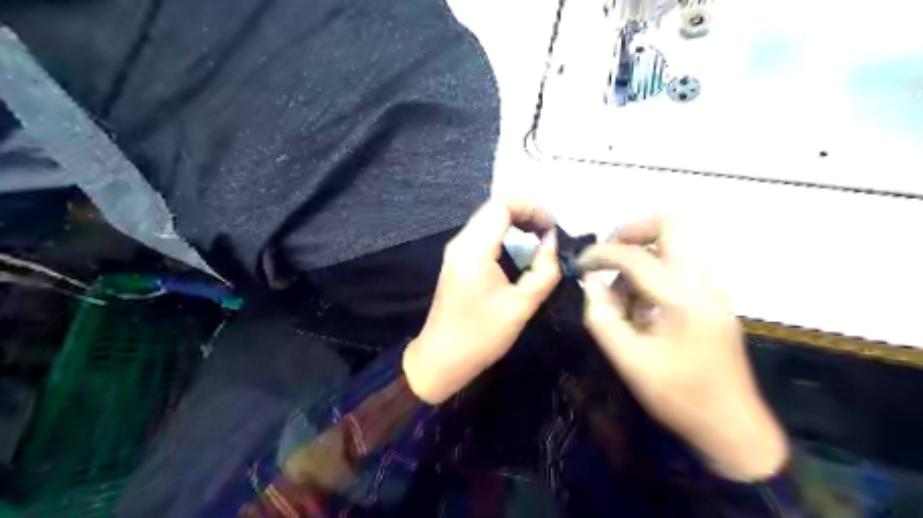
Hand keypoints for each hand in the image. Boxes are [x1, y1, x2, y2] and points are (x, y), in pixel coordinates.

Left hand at [404, 198, 561, 404]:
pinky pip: (482, 232)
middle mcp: (461, 242)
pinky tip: (519, 247)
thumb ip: (543, 271)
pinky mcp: (456, 259)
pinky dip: (504, 230)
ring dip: (515, 220)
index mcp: (474, 251)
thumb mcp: (522, 307)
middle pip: (494, 206)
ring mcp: (455, 250)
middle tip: (549, 231)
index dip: (532, 208)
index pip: (502, 205)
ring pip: (487, 217)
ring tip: (539, 236)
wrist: (441, 358)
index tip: (552, 228)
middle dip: (526, 211)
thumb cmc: (482, 336)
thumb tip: (551, 243)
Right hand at [575, 215, 783, 480]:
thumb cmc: (679, 396)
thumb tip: (591, 284)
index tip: (581, 265)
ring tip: (623, 288)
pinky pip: (682, 264)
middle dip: (632, 231)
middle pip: (672, 224)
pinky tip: (642, 303)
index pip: (635, 256)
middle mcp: (703, 283)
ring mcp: (713, 289)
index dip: (600, 254)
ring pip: (679, 242)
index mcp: (683, 298)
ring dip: (644, 251)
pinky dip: (656, 269)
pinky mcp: (714, 299)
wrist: (732, 426)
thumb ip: (603, 318)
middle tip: (608, 254)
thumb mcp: (630, 361)